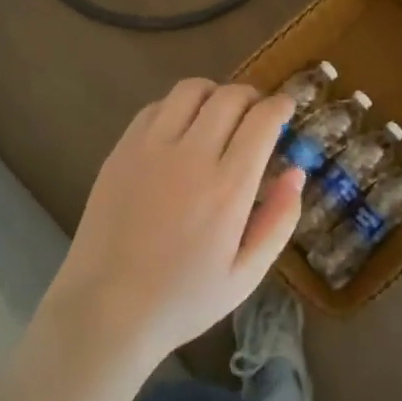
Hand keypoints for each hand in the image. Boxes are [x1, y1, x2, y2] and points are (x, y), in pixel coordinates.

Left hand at [43, 79, 304, 366]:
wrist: (105, 310)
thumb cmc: (183, 299)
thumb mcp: (246, 275)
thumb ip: (279, 220)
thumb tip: (296, 173)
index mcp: (228, 188)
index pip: (262, 120)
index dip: (280, 106)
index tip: (287, 108)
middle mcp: (191, 156)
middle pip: (229, 96)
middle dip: (252, 96)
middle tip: (257, 113)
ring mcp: (151, 149)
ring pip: (190, 90)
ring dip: (214, 93)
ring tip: (219, 114)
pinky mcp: (121, 151)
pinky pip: (155, 107)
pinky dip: (177, 107)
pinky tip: (181, 130)